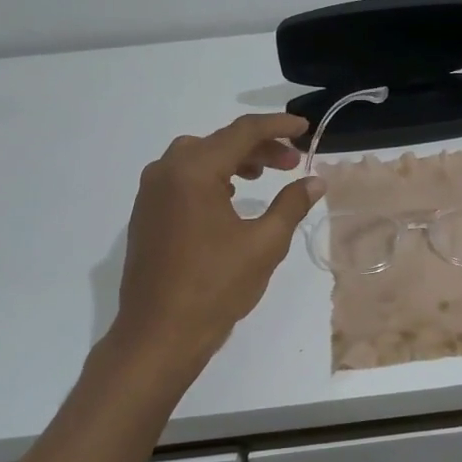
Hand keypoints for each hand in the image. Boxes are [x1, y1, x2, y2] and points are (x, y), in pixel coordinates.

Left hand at [111, 113, 322, 365]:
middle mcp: (166, 171)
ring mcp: (151, 193)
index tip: (305, 128)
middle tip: (292, 162)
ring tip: (263, 177)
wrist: (159, 334)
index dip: (278, 127)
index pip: (242, 132)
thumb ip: (291, 205)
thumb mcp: (264, 244)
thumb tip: (315, 182)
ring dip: (233, 161)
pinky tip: (230, 200)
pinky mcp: (146, 214)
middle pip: (218, 141)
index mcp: (194, 171)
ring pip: (197, 158)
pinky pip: (181, 179)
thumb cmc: (215, 287)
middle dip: (258, 147)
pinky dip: (210, 177)